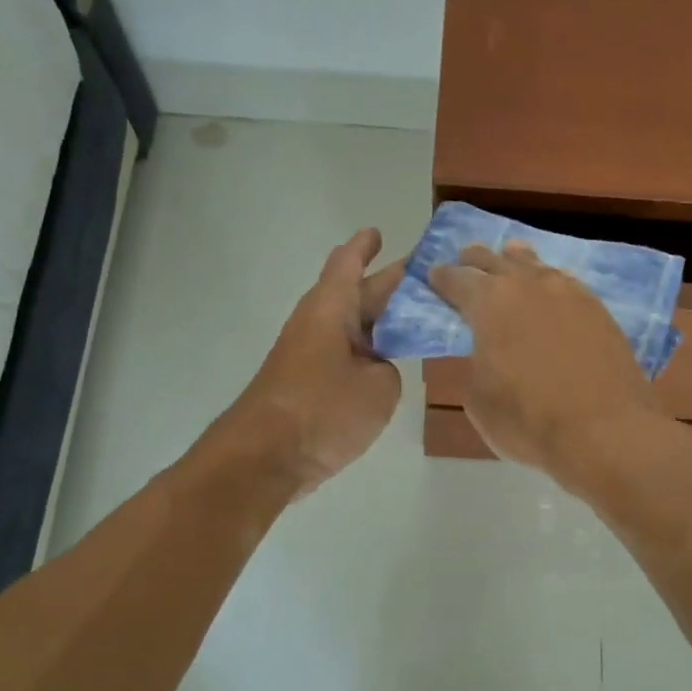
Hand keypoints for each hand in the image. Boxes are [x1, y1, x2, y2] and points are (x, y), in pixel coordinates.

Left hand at [222, 228, 403, 493]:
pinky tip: (393, 361)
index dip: (365, 247)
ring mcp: (310, 355)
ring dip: (382, 320)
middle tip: (426, 278)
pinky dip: (371, 351)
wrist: (265, 458)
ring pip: (353, 326)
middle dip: (389, 284)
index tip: (378, 232)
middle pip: (357, 294)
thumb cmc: (324, 409)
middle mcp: (317, 323)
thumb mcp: (379, 387)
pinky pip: (347, 355)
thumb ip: (388, 368)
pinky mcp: (309, 385)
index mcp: (331, 308)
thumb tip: (376, 368)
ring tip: (417, 316)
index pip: (349, 264)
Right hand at [429, 240, 669, 492]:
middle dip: (476, 260)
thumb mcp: (478, 398)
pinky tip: (550, 288)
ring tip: (509, 259)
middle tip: (465, 261)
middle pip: (495, 259)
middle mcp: (528, 285)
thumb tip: (485, 351)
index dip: (441, 277)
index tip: (434, 276)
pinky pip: (565, 282)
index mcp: (489, 302)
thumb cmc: (528, 419)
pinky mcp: (599, 309)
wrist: (605, 431)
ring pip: (534, 264)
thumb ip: (475, 362)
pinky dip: (549, 281)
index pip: (457, 278)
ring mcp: (568, 292)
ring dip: (516, 262)